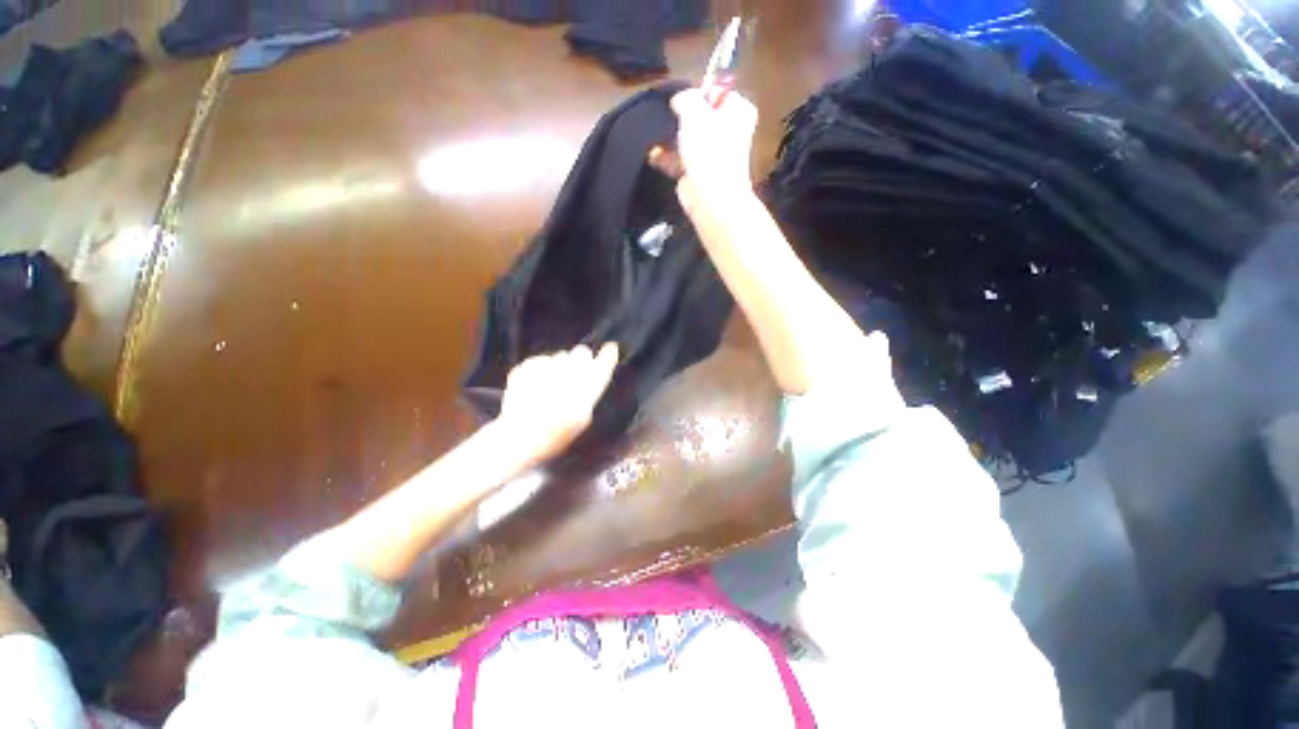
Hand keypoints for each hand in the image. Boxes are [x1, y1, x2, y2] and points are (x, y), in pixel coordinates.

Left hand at [496, 343, 619, 466]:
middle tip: (575, 373)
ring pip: (560, 355)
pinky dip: (540, 370)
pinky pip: (540, 361)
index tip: (611, 347)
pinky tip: (535, 386)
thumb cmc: (555, 435)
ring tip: (551, 385)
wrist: (518, 437)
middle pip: (582, 352)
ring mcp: (545, 368)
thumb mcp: (581, 419)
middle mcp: (567, 374)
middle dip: (581, 359)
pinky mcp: (526, 367)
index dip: (608, 355)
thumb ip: (589, 393)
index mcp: (585, 389)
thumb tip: (592, 371)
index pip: (602, 365)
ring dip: (560, 365)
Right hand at [649, 88, 757, 212]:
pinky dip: (668, 158)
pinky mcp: (700, 174)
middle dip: (680, 119)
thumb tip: (680, 100)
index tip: (679, 101)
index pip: (716, 93)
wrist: (710, 196)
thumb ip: (686, 98)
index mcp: (738, 111)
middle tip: (665, 118)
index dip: (696, 95)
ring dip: (670, 139)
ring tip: (654, 136)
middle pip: (700, 117)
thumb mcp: (694, 111)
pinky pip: (682, 160)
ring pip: (689, 139)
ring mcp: (714, 155)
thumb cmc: (707, 149)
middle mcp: (729, 131)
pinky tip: (653, 155)